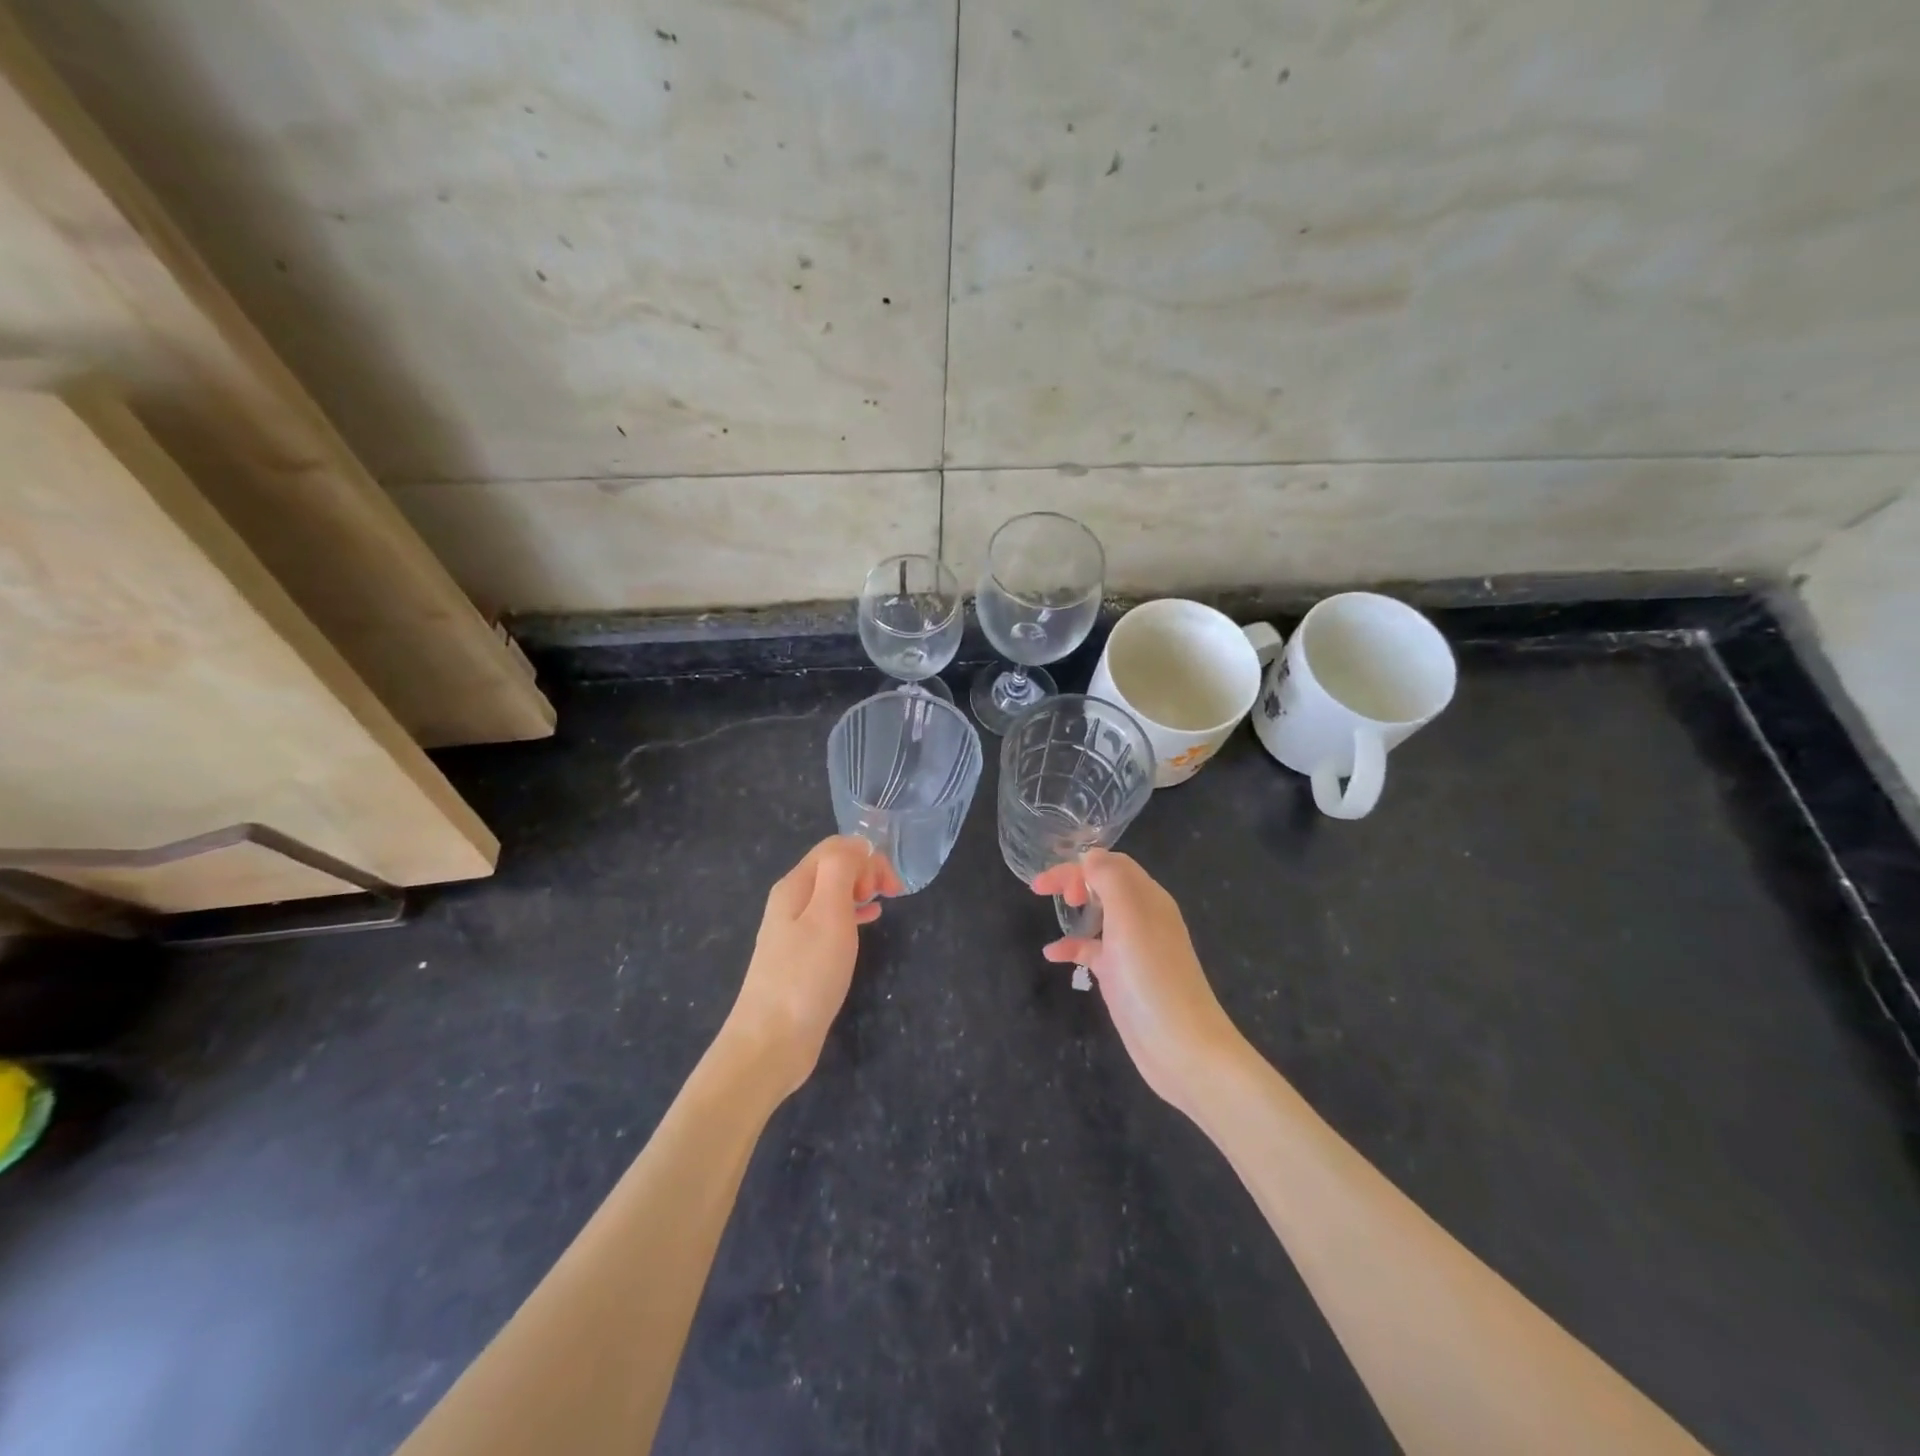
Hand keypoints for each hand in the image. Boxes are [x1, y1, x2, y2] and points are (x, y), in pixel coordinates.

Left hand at [725, 836, 899, 1098]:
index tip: (890, 885)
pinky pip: (832, 919)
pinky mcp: (801, 957)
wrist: (771, 1042)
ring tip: (885, 903)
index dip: (867, 855)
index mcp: (795, 885)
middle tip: (890, 894)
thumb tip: (857, 845)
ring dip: (862, 890)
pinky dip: (854, 913)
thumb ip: (841, 870)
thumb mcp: (829, 913)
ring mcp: (793, 930)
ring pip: (834, 893)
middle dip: (866, 869)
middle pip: (833, 867)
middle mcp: (791, 901)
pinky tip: (869, 922)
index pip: (835, 847)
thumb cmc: (806, 975)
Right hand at [1032, 850, 1242, 1117]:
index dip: (1080, 865)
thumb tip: (1090, 856)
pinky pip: (1094, 951)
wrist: (1183, 1048)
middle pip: (1106, 885)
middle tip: (1046, 892)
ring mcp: (1134, 950)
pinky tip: (1052, 956)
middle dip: (1075, 881)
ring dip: (1075, 909)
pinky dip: (1073, 947)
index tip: (1050, 883)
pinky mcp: (1124, 978)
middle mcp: (1144, 918)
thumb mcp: (1129, 918)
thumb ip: (1110, 879)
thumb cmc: (1153, 977)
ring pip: (1100, 916)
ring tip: (1049, 912)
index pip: (1112, 864)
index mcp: (1149, 898)